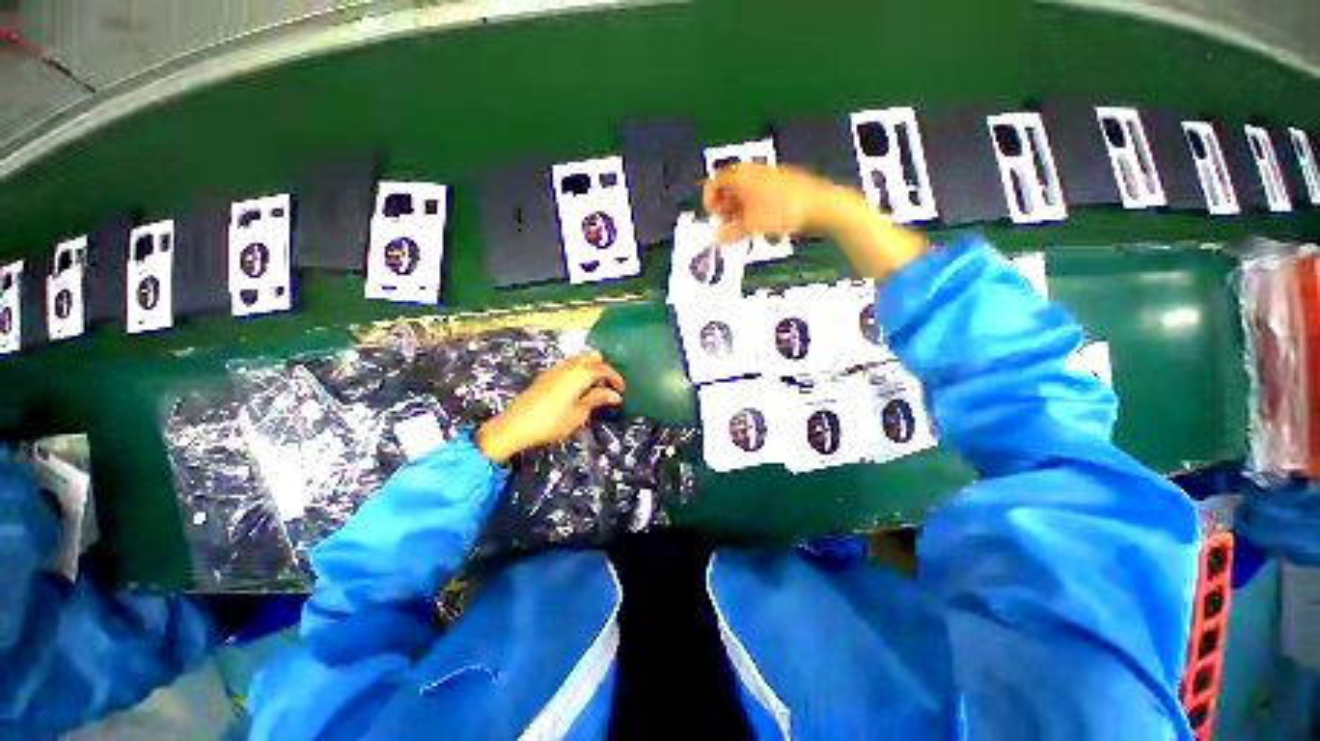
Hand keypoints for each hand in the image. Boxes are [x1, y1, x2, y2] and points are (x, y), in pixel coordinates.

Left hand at [476, 350, 624, 463]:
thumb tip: (615, 395)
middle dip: (603, 368)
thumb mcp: (578, 414)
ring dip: (589, 368)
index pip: (603, 369)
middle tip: (608, 386)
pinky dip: (577, 371)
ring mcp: (555, 369)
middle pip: (591, 358)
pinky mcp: (545, 376)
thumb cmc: (551, 422)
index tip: (622, 391)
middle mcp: (568, 366)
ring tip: (594, 386)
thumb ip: (596, 400)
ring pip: (578, 359)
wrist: (514, 426)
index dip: (615, 378)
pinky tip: (577, 387)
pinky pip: (567, 366)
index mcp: (579, 374)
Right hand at [702, 162, 839, 244]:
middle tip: (725, 225)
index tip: (712, 216)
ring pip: (744, 192)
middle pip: (729, 186)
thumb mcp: (750, 226)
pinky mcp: (780, 185)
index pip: (715, 181)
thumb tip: (716, 239)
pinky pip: (758, 195)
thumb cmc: (782, 211)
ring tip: (740, 228)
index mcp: (742, 176)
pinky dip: (752, 208)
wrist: (819, 205)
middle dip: (724, 207)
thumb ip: (729, 233)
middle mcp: (753, 172)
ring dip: (737, 210)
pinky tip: (757, 223)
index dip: (710, 199)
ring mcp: (768, 177)